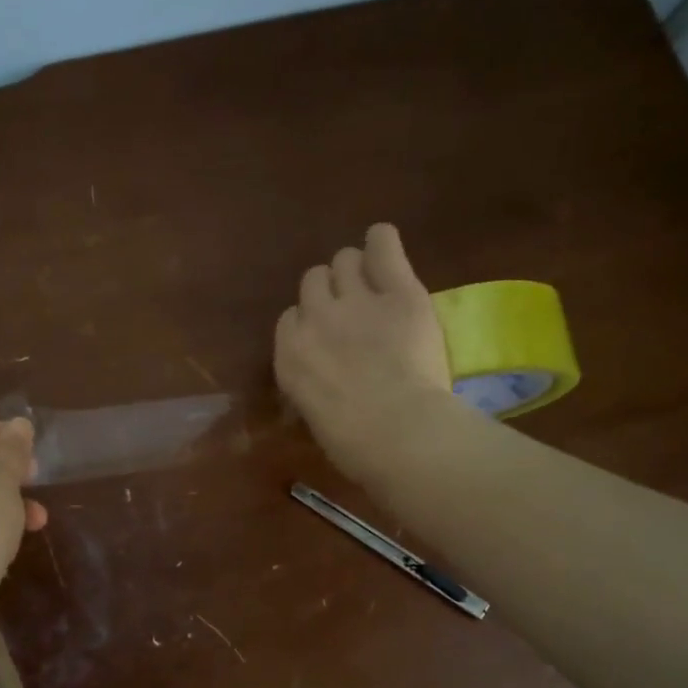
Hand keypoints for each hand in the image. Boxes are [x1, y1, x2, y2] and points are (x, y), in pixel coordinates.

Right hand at [274, 223, 452, 480]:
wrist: (397, 431)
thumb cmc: (354, 445)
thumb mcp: (315, 417)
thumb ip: (313, 386)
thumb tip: (325, 383)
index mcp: (289, 354)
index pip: (290, 319)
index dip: (311, 325)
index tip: (328, 340)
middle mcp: (314, 318)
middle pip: (312, 281)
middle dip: (329, 293)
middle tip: (353, 313)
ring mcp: (355, 299)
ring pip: (343, 260)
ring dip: (355, 270)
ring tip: (374, 285)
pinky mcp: (398, 290)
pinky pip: (383, 245)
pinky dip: (383, 243)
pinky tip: (386, 247)